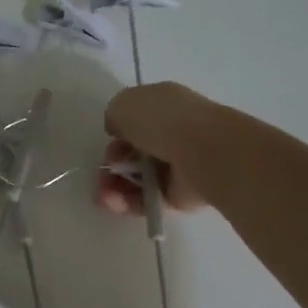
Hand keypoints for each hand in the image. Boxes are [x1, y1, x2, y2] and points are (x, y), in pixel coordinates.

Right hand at [97, 82, 218, 216]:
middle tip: (105, 169)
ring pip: (135, 177)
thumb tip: (118, 131)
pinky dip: (126, 202)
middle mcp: (172, 133)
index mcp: (164, 105)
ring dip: (113, 185)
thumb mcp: (124, 104)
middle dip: (112, 162)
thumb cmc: (163, 121)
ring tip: (104, 194)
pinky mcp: (177, 194)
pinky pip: (145, 199)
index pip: (136, 119)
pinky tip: (113, 202)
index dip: (117, 130)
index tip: (109, 137)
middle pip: (133, 151)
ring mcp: (176, 165)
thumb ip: (114, 116)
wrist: (203, 152)